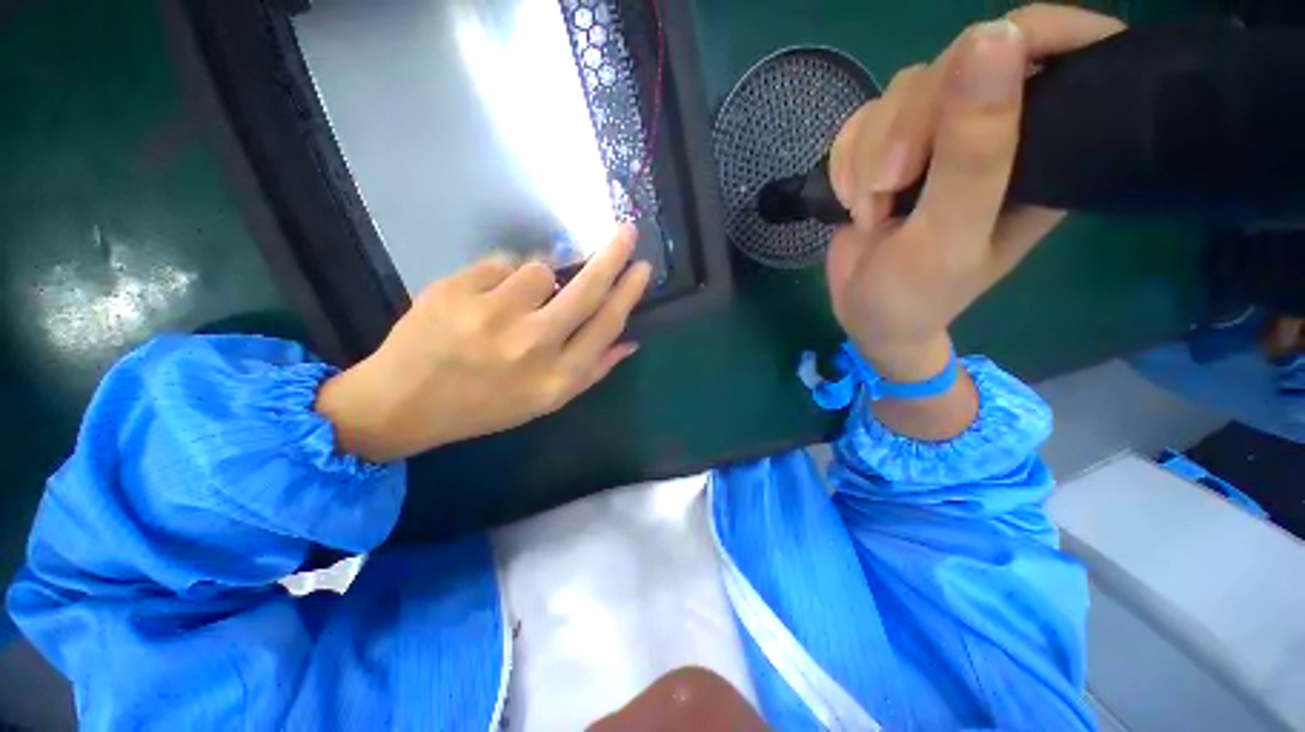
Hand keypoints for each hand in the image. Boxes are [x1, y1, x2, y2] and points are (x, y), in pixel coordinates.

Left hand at [317, 225, 651, 462]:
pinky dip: (499, 278)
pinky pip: (499, 264)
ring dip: (535, 281)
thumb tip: (630, 341)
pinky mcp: (456, 291)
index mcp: (556, 378)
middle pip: (586, 291)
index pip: (605, 325)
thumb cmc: (485, 405)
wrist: (403, 403)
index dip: (628, 293)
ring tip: (510, 304)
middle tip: (626, 232)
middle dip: (612, 257)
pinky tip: (480, 302)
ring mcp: (492, 316)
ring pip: (539, 270)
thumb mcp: (546, 399)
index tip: (642, 268)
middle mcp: (532, 346)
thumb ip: (592, 371)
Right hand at [826, 5, 1125, 382]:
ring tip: (868, 209)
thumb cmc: (915, 294)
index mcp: (1044, 151)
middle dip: (906, 128)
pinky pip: (863, 121)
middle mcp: (997, 132)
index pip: (1059, 50)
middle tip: (887, 188)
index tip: (979, 60)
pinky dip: (846, 161)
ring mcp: (939, 137)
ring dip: (868, 155)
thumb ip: (973, 152)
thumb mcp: (947, 234)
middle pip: (956, 64)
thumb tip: (995, 36)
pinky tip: (849, 199)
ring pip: (901, 92)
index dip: (1025, 36)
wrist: (864, 314)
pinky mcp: (893, 148)